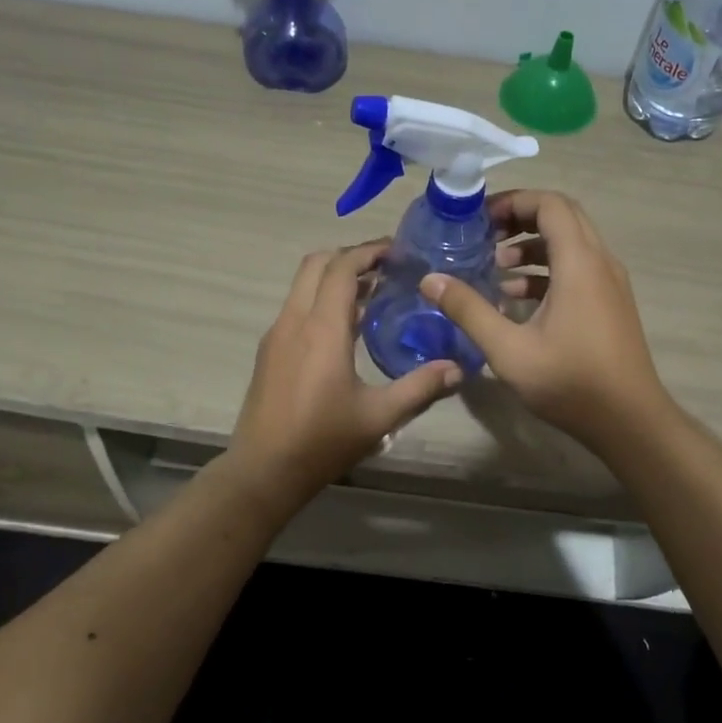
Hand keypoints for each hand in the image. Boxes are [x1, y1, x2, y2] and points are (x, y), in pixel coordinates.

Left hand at [228, 241, 462, 501]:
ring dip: (334, 278)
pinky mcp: (269, 352)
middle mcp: (294, 321)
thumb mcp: (379, 417)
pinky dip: (320, 300)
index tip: (398, 251)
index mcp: (321, 328)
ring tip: (373, 294)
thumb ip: (420, 387)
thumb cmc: (322, 441)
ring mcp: (276, 335)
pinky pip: (296, 308)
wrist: (263, 471)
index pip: (342, 268)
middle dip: (350, 257)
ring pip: (302, 285)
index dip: (369, 252)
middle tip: (386, 267)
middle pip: (316, 264)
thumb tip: (458, 369)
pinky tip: (347, 328)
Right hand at [419, 190, 670, 451]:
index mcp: (580, 263)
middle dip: (521, 218)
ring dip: (532, 247)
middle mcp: (600, 263)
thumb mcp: (508, 349)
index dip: (514, 201)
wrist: (630, 421)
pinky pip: (578, 269)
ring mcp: (610, 284)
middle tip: (484, 235)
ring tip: (495, 267)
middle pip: (562, 217)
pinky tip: (516, 298)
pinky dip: (547, 271)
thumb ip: (469, 310)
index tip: (480, 218)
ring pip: (571, 244)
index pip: (550, 204)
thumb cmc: (570, 382)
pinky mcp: (610, 304)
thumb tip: (430, 280)